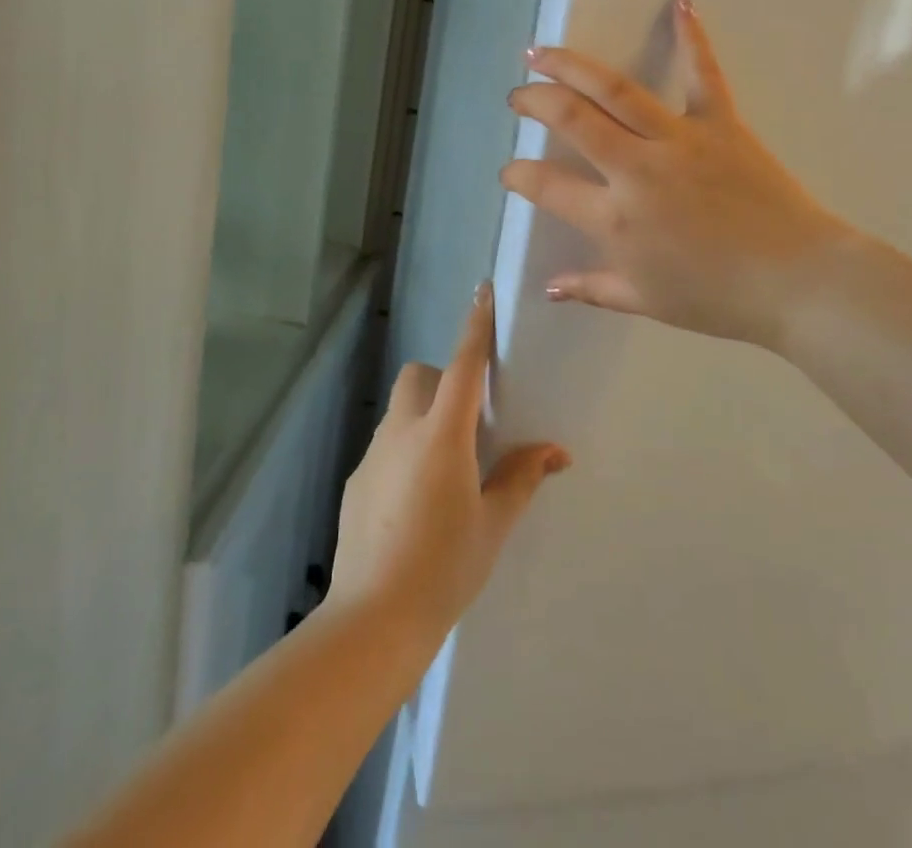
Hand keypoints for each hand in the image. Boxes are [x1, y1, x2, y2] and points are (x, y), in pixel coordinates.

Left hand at [327, 285, 569, 641]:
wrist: (372, 621)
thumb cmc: (444, 569)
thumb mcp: (493, 524)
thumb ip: (521, 478)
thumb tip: (555, 451)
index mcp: (443, 436)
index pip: (464, 365)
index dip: (475, 325)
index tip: (483, 290)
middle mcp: (403, 432)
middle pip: (420, 376)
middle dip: (444, 381)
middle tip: (468, 423)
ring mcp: (373, 454)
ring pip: (400, 410)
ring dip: (423, 417)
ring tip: (444, 470)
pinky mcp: (356, 480)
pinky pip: (385, 445)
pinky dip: (404, 451)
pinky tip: (414, 503)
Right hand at [499, 0, 846, 352]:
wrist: (797, 281)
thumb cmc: (717, 297)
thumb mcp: (645, 300)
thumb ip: (593, 288)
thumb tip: (550, 288)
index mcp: (615, 218)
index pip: (547, 185)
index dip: (518, 175)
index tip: (510, 171)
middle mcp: (636, 168)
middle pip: (572, 118)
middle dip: (534, 101)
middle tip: (518, 95)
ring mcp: (678, 139)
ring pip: (614, 89)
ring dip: (571, 65)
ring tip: (542, 52)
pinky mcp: (720, 123)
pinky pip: (703, 74)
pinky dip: (692, 37)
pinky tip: (680, 2)